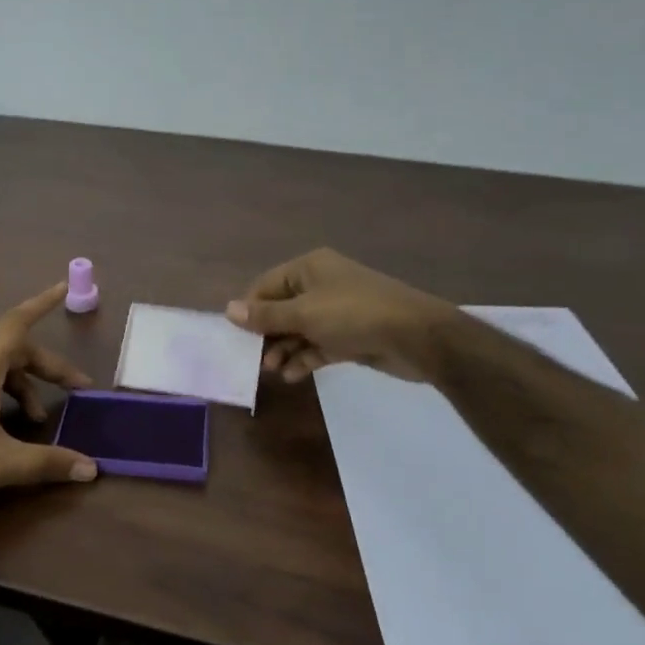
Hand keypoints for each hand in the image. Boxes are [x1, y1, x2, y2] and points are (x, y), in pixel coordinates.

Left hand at [0, 283, 98, 518]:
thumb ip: (46, 463)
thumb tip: (92, 468)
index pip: (16, 323)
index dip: (42, 304)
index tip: (65, 286)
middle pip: (15, 351)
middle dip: (48, 368)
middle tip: (78, 390)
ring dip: (26, 387)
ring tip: (41, 420)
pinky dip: (5, 397)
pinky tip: (8, 428)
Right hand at [225, 248, 453, 383]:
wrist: (417, 337)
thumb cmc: (354, 315)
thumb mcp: (305, 314)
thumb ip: (266, 315)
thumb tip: (228, 310)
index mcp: (309, 268)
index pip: (266, 285)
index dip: (250, 309)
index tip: (237, 336)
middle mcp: (321, 285)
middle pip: (281, 309)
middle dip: (267, 334)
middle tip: (254, 360)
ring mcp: (336, 312)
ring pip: (299, 330)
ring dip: (284, 349)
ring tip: (272, 371)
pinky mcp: (349, 337)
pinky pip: (317, 346)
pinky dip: (304, 359)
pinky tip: (292, 376)